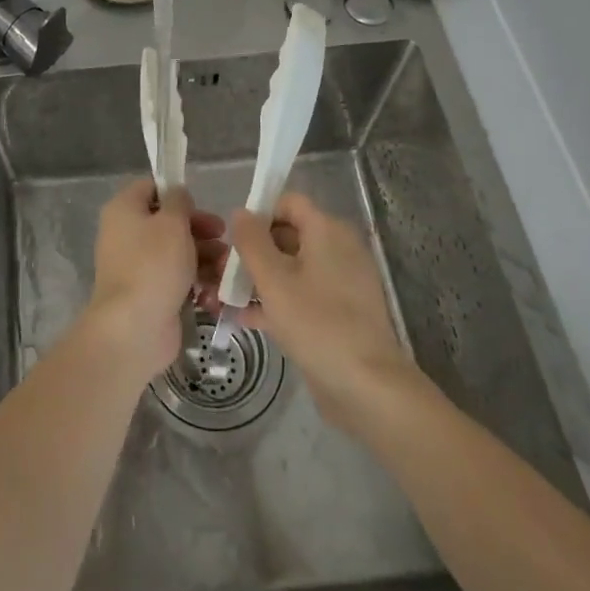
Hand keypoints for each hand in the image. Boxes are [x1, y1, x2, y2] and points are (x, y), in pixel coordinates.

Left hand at [83, 179, 226, 382]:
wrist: (134, 329)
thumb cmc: (153, 265)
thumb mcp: (172, 223)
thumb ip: (178, 201)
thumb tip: (177, 196)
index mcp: (124, 210)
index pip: (150, 187)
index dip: (176, 192)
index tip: (200, 205)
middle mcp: (126, 234)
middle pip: (167, 221)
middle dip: (199, 228)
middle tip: (222, 236)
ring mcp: (137, 266)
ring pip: (175, 251)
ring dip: (204, 255)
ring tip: (225, 267)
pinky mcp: (150, 293)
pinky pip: (176, 278)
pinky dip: (195, 280)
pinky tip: (215, 289)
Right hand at [221, 192, 418, 433]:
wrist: (367, 387)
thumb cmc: (317, 323)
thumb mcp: (274, 279)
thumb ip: (252, 242)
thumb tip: (240, 213)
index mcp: (328, 231)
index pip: (289, 203)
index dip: (259, 214)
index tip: (234, 239)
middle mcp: (338, 249)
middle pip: (288, 235)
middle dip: (253, 251)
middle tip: (221, 272)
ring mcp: (341, 283)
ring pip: (292, 268)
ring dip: (260, 279)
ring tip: (224, 297)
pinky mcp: (339, 313)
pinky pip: (302, 295)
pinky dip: (277, 301)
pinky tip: (246, 319)